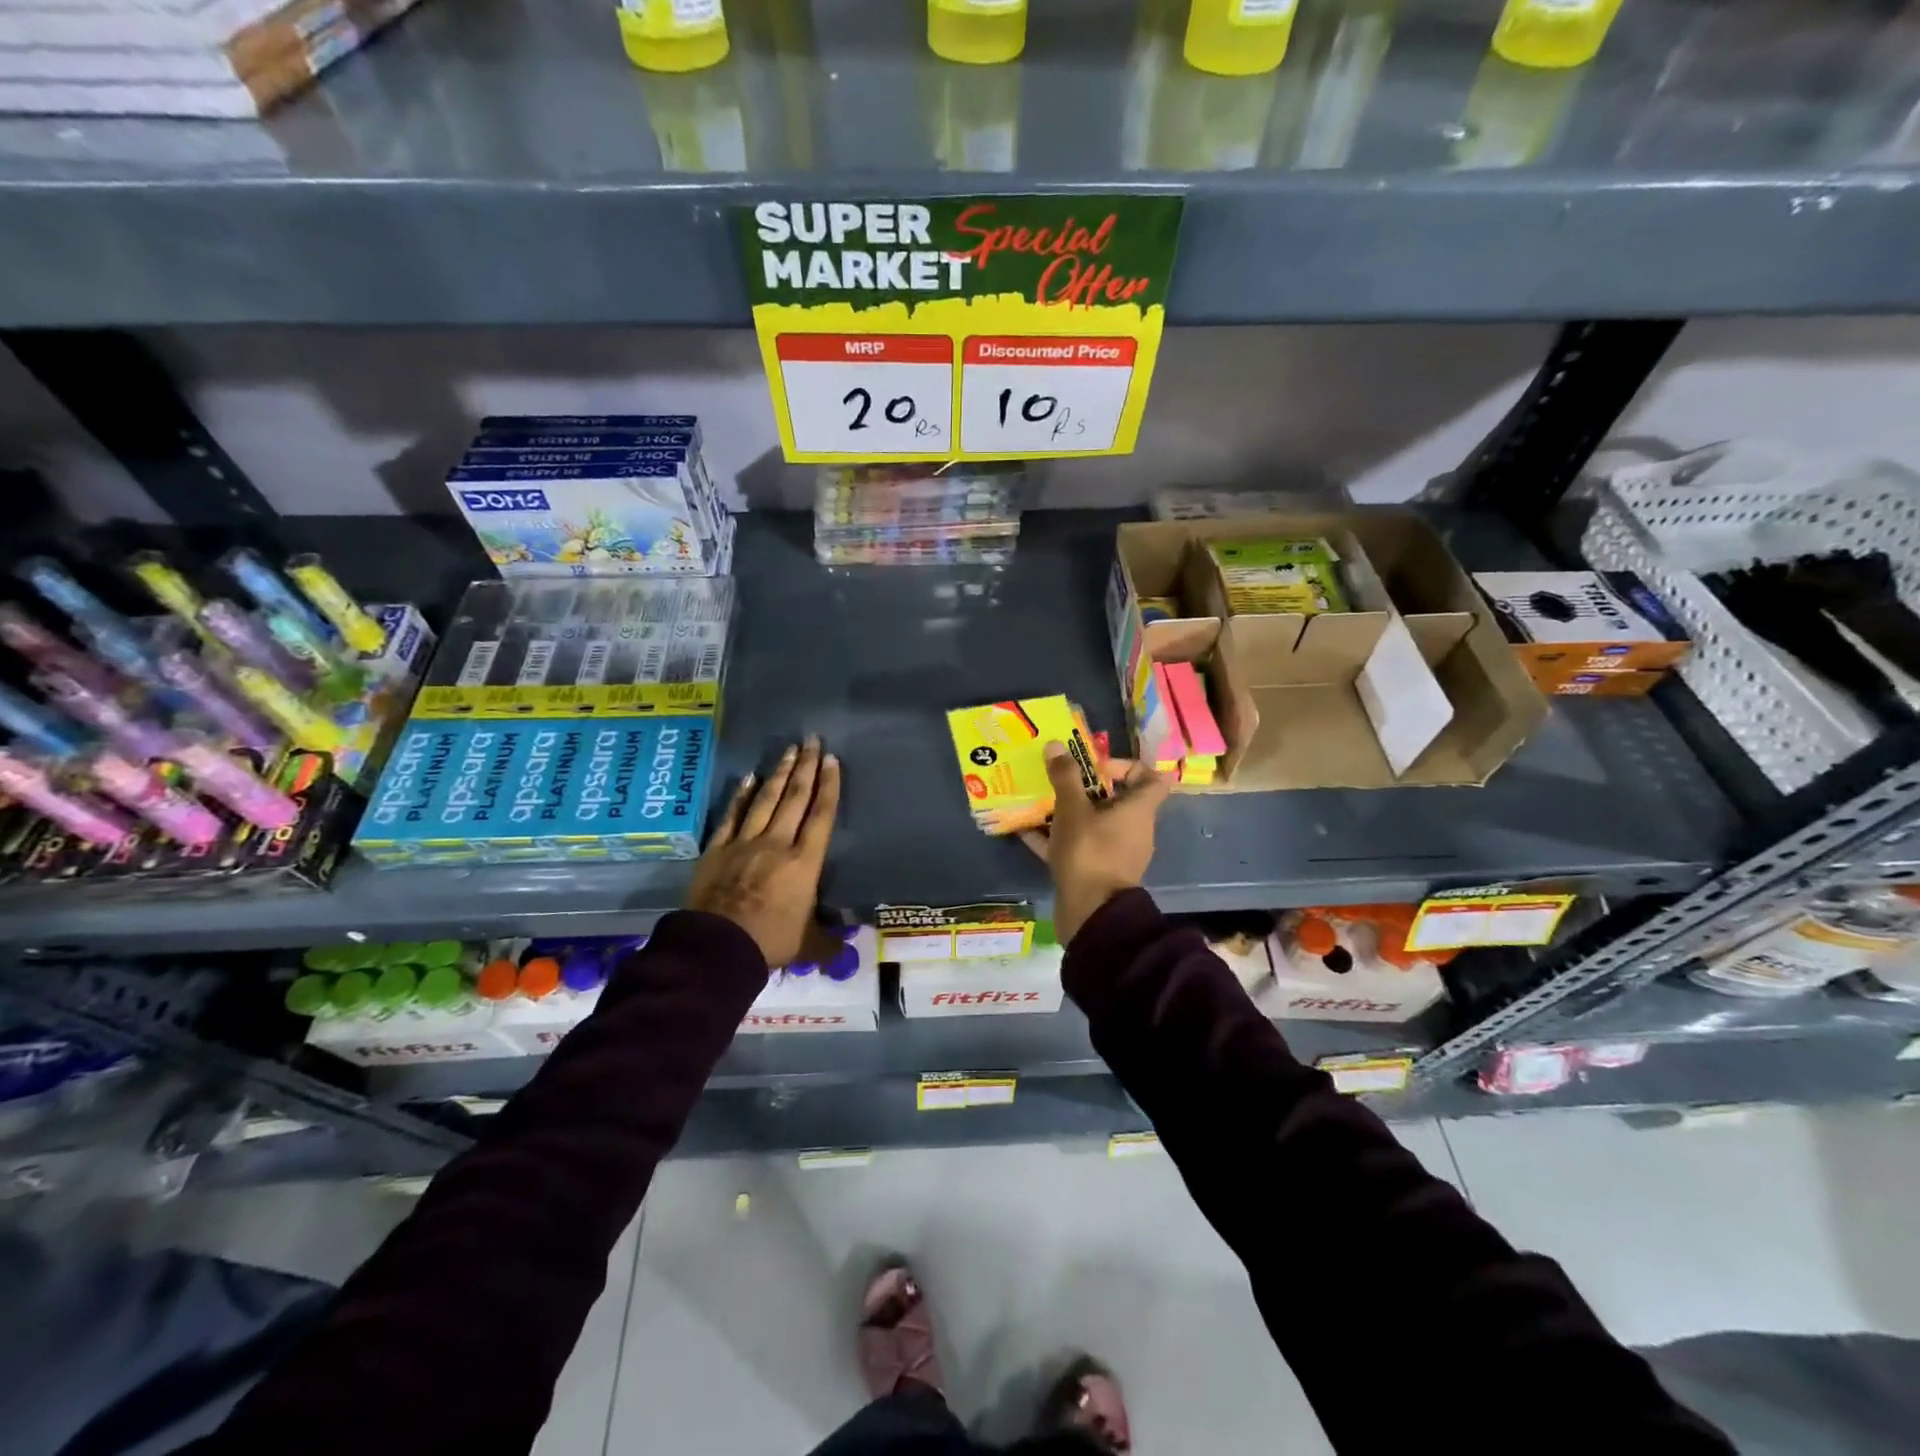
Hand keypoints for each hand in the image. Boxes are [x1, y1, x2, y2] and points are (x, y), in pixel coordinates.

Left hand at [684, 737, 840, 966]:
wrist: (717, 947)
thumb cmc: (770, 942)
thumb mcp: (807, 944)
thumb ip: (828, 942)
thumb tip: (848, 952)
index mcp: (805, 862)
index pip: (821, 815)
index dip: (829, 786)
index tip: (832, 760)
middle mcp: (777, 843)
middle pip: (795, 798)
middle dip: (805, 767)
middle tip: (812, 740)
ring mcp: (745, 843)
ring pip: (765, 800)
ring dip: (778, 773)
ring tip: (788, 751)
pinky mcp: (717, 849)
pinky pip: (732, 815)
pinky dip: (741, 796)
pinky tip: (749, 778)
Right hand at [1021, 743, 1170, 944]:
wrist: (1091, 914)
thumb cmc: (1089, 852)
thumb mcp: (1073, 810)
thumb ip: (1065, 777)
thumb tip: (1057, 745)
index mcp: (1138, 810)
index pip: (1152, 778)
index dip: (1128, 766)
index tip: (1097, 767)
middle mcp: (1133, 829)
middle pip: (1117, 800)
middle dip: (1087, 789)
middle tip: (1059, 781)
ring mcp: (1117, 853)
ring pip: (1094, 824)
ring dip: (1070, 813)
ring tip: (1040, 803)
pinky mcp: (1098, 872)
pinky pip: (1079, 847)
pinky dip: (1057, 838)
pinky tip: (1027, 833)